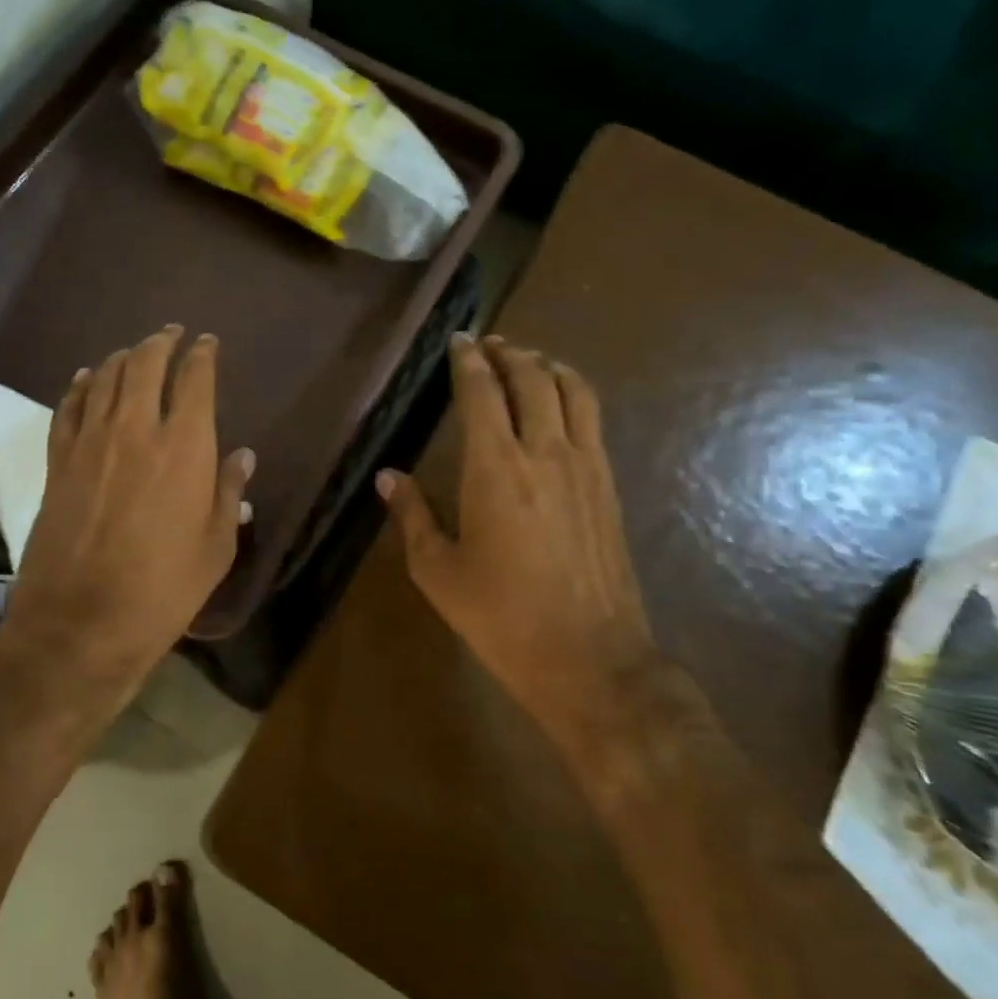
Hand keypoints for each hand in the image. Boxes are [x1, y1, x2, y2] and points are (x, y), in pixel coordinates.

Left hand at [7, 326, 253, 693]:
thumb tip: (242, 456)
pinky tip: (88, 378)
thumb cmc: (164, 590)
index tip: (208, 343)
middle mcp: (136, 429)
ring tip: (135, 351)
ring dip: (123, 357)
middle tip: (171, 333)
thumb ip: (228, 492)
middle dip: (161, 342)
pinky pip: (69, 407)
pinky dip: (81, 385)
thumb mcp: (216, 547)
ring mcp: (90, 442)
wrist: (82, 622)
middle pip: (145, 364)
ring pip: (105, 378)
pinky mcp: (58, 462)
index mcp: (185, 447)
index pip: (195, 380)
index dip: (203, 355)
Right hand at [377, 333, 656, 734]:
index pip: (482, 392)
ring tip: (528, 361)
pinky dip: (573, 394)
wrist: (589, 657)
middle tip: (489, 344)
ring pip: (572, 390)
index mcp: (495, 467)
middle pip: (531, 378)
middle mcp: (544, 451)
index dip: (468, 360)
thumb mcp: (437, 570)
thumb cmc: (500, 616)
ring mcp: (585, 465)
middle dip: (508, 353)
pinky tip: (561, 405)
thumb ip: (412, 515)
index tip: (458, 340)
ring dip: (547, 366)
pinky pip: (593, 418)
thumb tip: (388, 477)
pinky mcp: (609, 484)